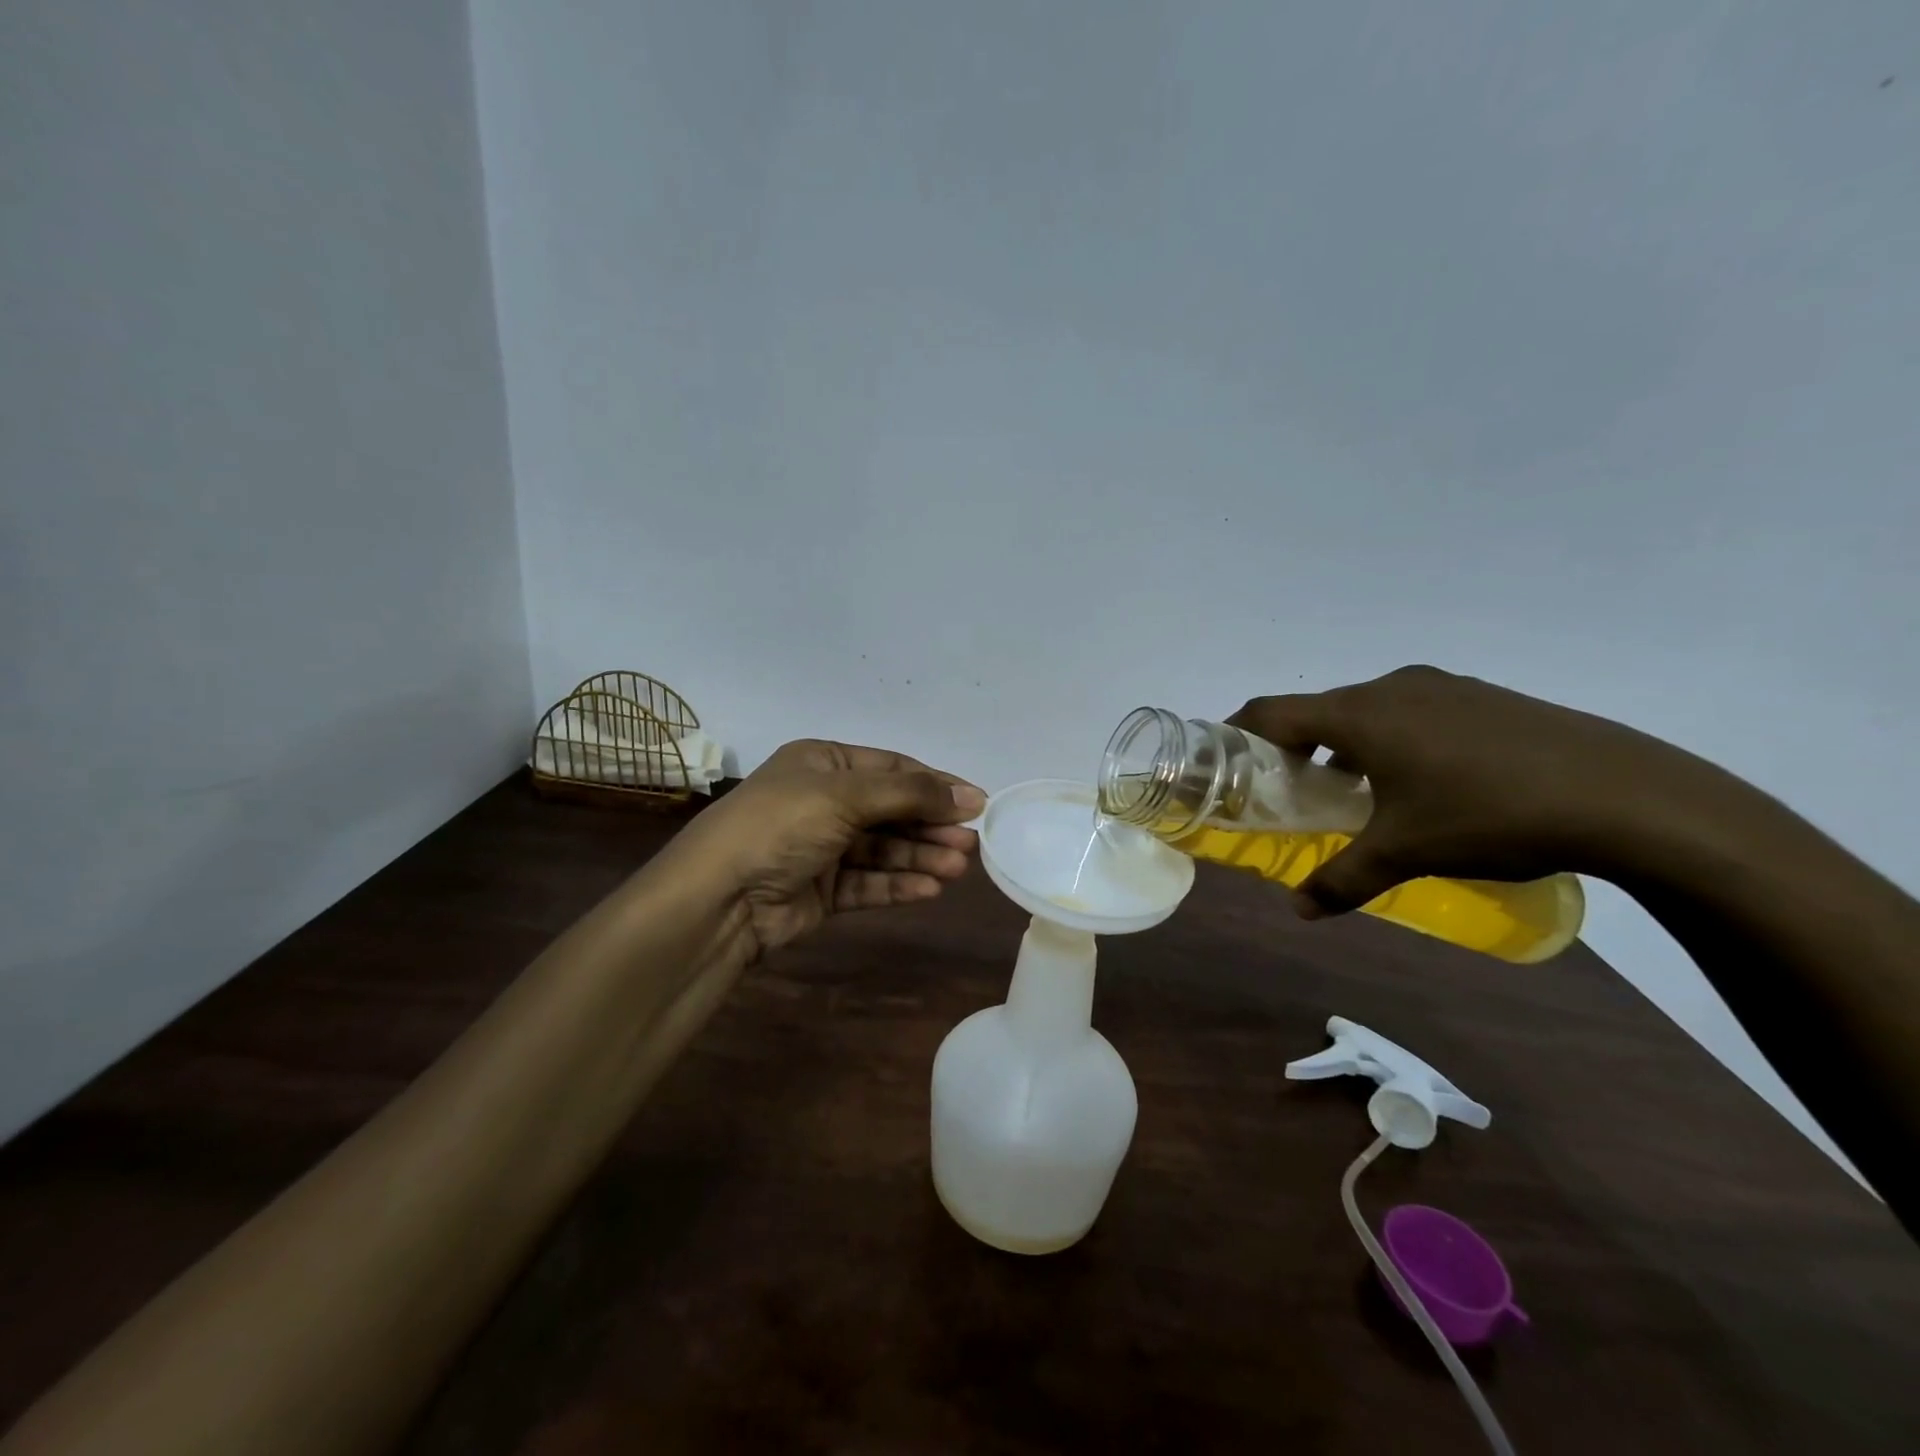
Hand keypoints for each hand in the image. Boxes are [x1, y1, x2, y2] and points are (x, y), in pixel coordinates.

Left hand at [667, 739, 984, 958]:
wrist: (719, 897)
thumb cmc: (782, 825)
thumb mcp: (845, 796)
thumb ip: (910, 794)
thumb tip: (970, 795)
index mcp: (823, 763)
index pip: (892, 769)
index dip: (936, 784)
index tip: (977, 803)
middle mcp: (823, 801)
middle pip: (892, 810)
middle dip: (931, 825)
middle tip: (972, 843)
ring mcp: (822, 847)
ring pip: (884, 849)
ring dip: (921, 856)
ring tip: (958, 868)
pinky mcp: (822, 890)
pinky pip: (868, 882)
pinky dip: (899, 884)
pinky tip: (931, 888)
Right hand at [1229, 665, 1718, 915]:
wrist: (1627, 795)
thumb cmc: (1488, 816)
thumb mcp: (1405, 853)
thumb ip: (1341, 879)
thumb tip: (1300, 911)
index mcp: (1359, 715)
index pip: (1272, 711)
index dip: (1238, 731)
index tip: (1224, 759)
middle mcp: (1392, 688)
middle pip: (1318, 710)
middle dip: (1295, 748)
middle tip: (1293, 791)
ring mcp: (1443, 686)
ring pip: (1368, 711)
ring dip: (1346, 745)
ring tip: (1358, 791)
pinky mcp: (1484, 696)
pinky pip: (1412, 711)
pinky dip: (1393, 740)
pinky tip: (1424, 783)